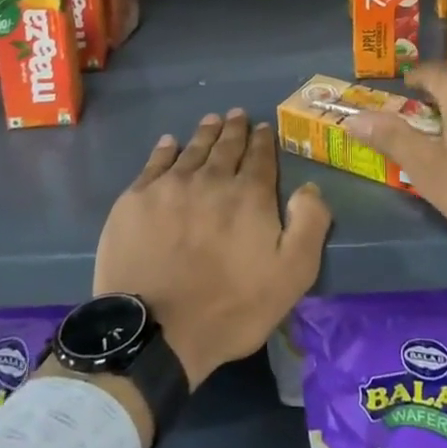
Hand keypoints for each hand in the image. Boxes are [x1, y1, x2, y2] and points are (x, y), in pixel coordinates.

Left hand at [93, 109, 330, 392]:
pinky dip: (166, 149)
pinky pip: (156, 163)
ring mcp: (170, 186)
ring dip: (205, 133)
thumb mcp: (292, 275)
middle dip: (235, 129)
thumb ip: (309, 224)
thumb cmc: (230, 308)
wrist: (155, 332)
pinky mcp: (136, 199)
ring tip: (212, 120)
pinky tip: (170, 143)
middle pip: (226, 146)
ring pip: (193, 149)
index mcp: (249, 195)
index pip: (260, 157)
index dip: (263, 140)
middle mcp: (212, 179)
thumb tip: (309, 187)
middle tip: (237, 115)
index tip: (263, 127)